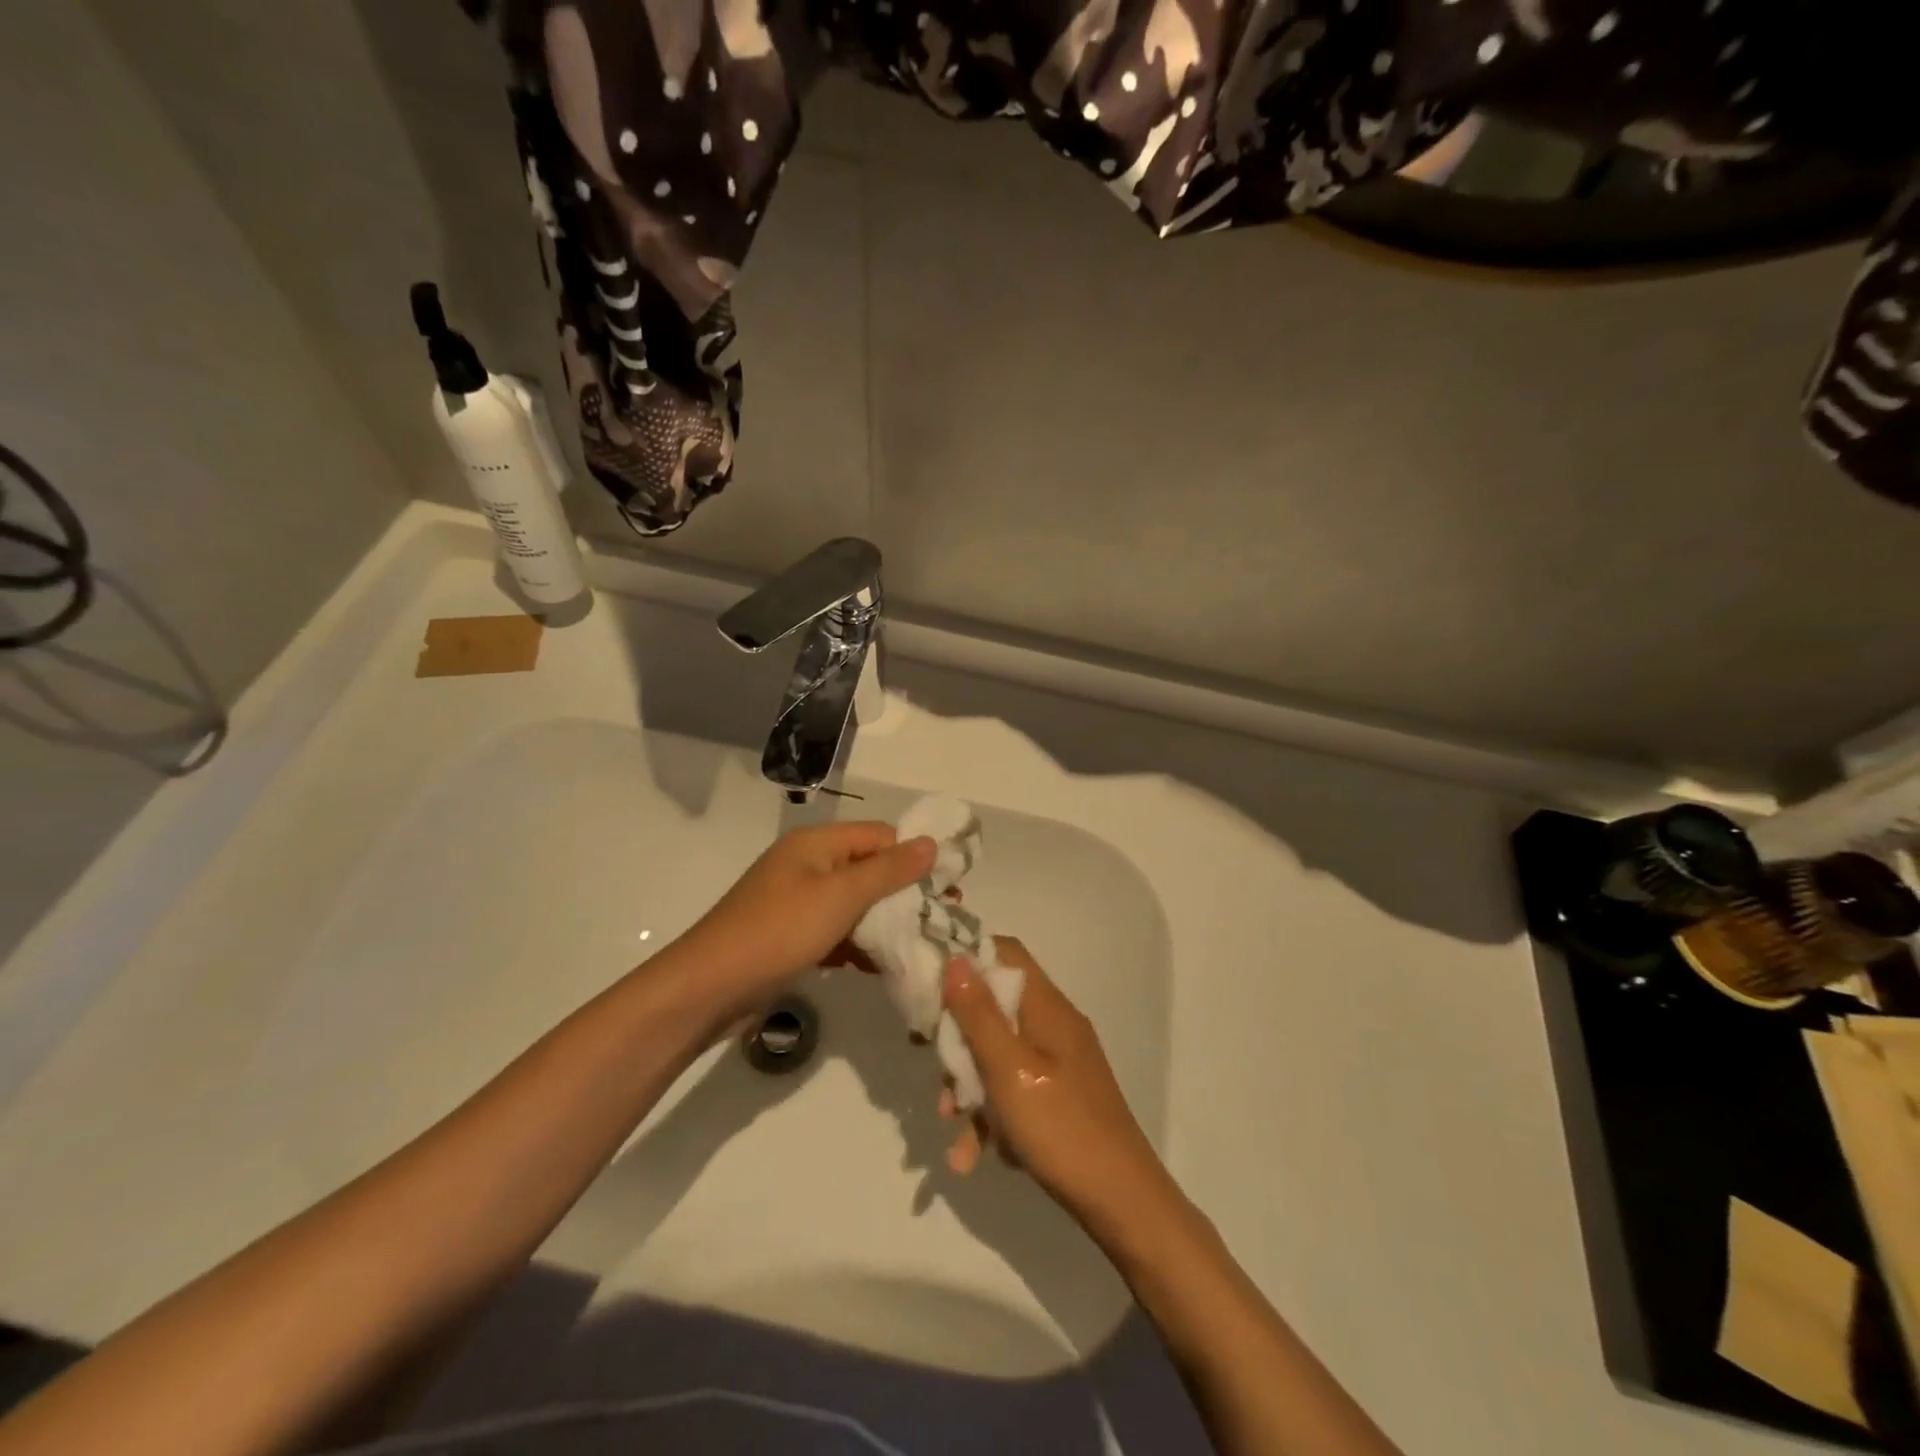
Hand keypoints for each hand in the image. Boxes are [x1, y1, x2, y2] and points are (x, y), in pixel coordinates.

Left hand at [676, 822, 934, 1012]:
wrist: (708, 989)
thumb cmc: (778, 931)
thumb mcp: (839, 896)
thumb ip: (887, 870)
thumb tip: (930, 843)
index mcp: (817, 844)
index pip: (880, 836)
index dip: (915, 855)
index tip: (951, 884)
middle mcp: (809, 865)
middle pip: (869, 869)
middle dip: (906, 892)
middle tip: (945, 917)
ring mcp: (799, 902)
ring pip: (855, 904)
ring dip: (886, 921)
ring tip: (924, 943)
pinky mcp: (793, 936)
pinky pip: (837, 931)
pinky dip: (860, 944)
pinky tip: (885, 966)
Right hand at [941, 937, 1175, 1228]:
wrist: (1121, 1202)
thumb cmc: (1060, 1126)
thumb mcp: (1008, 1068)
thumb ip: (978, 1013)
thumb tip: (956, 957)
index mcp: (1047, 1007)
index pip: (1006, 953)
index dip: (967, 959)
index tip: (931, 985)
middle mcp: (1054, 1025)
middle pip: (995, 1006)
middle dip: (960, 1038)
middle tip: (938, 1070)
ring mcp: (1059, 1062)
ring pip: (999, 1054)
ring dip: (970, 1086)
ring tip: (951, 1124)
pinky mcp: (1058, 1096)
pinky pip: (1014, 1089)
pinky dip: (992, 1115)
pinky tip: (973, 1155)